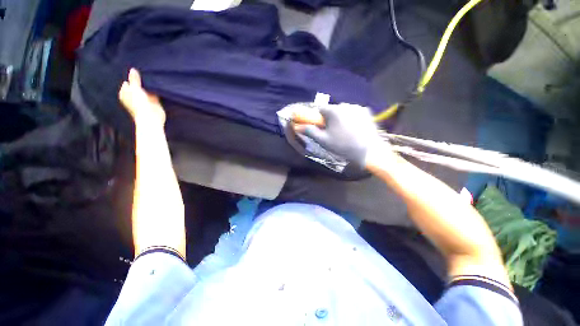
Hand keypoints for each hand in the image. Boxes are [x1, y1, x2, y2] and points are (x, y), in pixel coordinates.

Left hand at [119, 68, 165, 125]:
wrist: (151, 117)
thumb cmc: (139, 104)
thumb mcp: (135, 89)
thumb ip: (134, 79)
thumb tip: (133, 69)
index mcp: (125, 93)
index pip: (128, 83)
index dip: (132, 78)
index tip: (137, 71)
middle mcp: (134, 96)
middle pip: (137, 86)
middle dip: (141, 81)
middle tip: (145, 73)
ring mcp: (144, 99)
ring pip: (146, 90)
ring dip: (149, 86)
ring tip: (152, 78)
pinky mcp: (154, 102)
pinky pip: (155, 94)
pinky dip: (156, 90)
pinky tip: (158, 85)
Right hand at [293, 103, 385, 167]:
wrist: (369, 152)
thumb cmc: (343, 146)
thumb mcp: (324, 141)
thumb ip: (310, 131)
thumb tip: (298, 126)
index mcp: (333, 111)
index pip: (319, 109)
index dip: (317, 118)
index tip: (319, 126)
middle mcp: (345, 105)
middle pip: (331, 110)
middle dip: (329, 118)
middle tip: (332, 132)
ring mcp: (357, 107)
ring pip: (342, 111)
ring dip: (340, 118)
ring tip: (344, 132)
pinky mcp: (366, 112)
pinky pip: (352, 112)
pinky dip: (350, 118)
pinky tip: (353, 129)